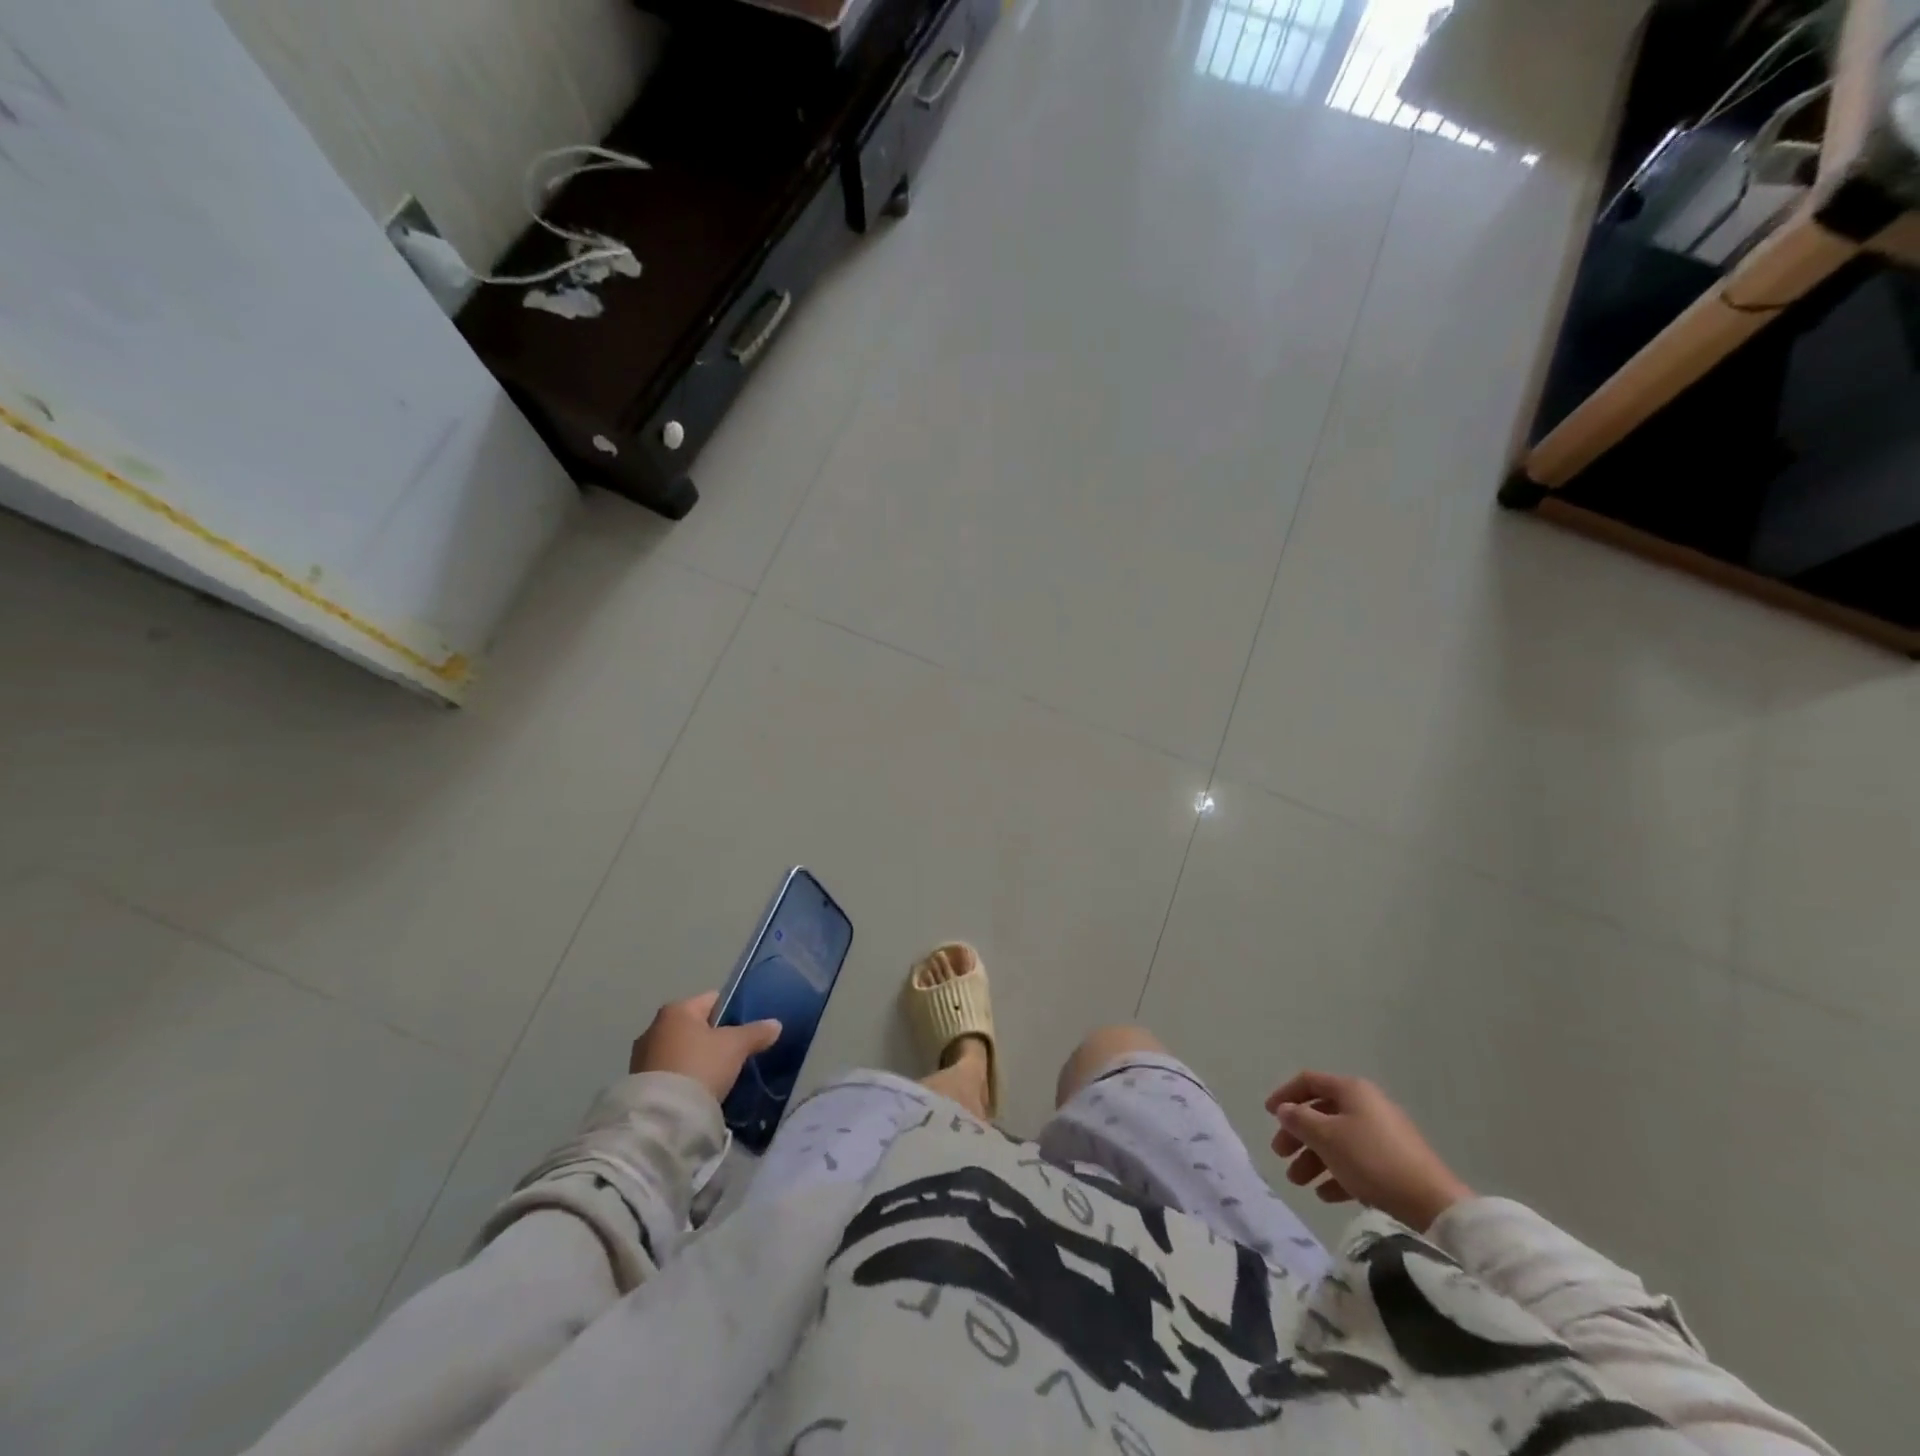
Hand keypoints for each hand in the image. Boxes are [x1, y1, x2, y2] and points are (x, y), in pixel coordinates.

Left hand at [628, 992, 781, 1103]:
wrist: (662, 1117)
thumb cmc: (700, 1066)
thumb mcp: (736, 1046)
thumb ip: (756, 1032)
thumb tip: (775, 1024)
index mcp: (677, 1009)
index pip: (713, 1000)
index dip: (733, 1012)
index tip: (746, 1030)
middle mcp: (654, 1027)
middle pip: (694, 1026)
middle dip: (712, 1038)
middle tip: (733, 1055)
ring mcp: (641, 1056)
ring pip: (680, 1050)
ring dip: (695, 1059)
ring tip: (716, 1077)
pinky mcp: (636, 1083)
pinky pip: (668, 1072)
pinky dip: (682, 1077)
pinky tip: (696, 1091)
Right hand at [1266, 1071, 1472, 1231]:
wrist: (1432, 1202)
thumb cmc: (1372, 1160)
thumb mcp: (1327, 1137)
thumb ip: (1300, 1120)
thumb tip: (1285, 1109)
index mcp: (1351, 1090)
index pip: (1308, 1082)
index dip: (1285, 1095)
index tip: (1268, 1114)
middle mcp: (1366, 1106)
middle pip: (1321, 1113)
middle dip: (1298, 1135)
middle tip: (1280, 1155)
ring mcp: (1383, 1134)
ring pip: (1337, 1140)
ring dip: (1314, 1159)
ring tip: (1299, 1182)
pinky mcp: (1394, 1163)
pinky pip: (1356, 1162)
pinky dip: (1337, 1173)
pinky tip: (1325, 1195)